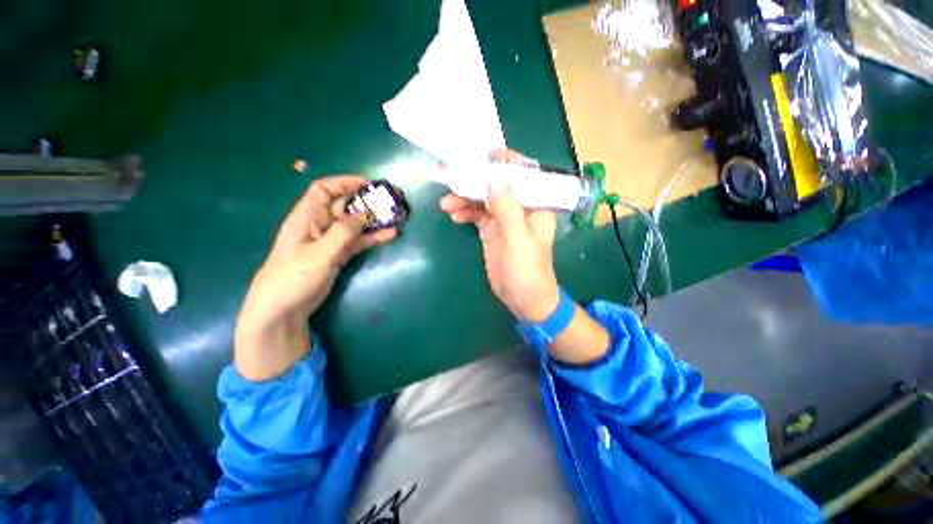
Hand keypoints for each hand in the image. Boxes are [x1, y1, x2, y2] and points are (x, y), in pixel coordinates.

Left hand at [235, 176, 396, 380]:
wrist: (283, 308)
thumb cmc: (294, 277)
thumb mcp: (320, 252)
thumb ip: (343, 232)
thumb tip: (364, 214)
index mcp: (306, 217)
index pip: (324, 189)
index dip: (345, 182)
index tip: (369, 184)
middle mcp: (318, 224)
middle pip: (344, 205)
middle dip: (366, 201)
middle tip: (390, 201)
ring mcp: (329, 240)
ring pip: (354, 224)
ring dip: (373, 220)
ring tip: (395, 217)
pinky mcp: (337, 254)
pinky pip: (357, 241)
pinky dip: (372, 237)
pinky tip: (389, 235)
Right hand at [439, 150, 559, 322]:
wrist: (524, 301)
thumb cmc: (528, 273)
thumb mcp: (518, 242)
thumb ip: (508, 210)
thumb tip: (495, 179)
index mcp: (535, 207)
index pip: (523, 175)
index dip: (503, 163)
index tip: (480, 158)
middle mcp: (520, 208)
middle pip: (497, 185)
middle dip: (475, 181)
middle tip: (451, 179)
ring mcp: (504, 220)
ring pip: (483, 200)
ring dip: (465, 198)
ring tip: (446, 205)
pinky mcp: (491, 231)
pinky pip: (476, 215)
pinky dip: (465, 212)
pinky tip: (454, 216)